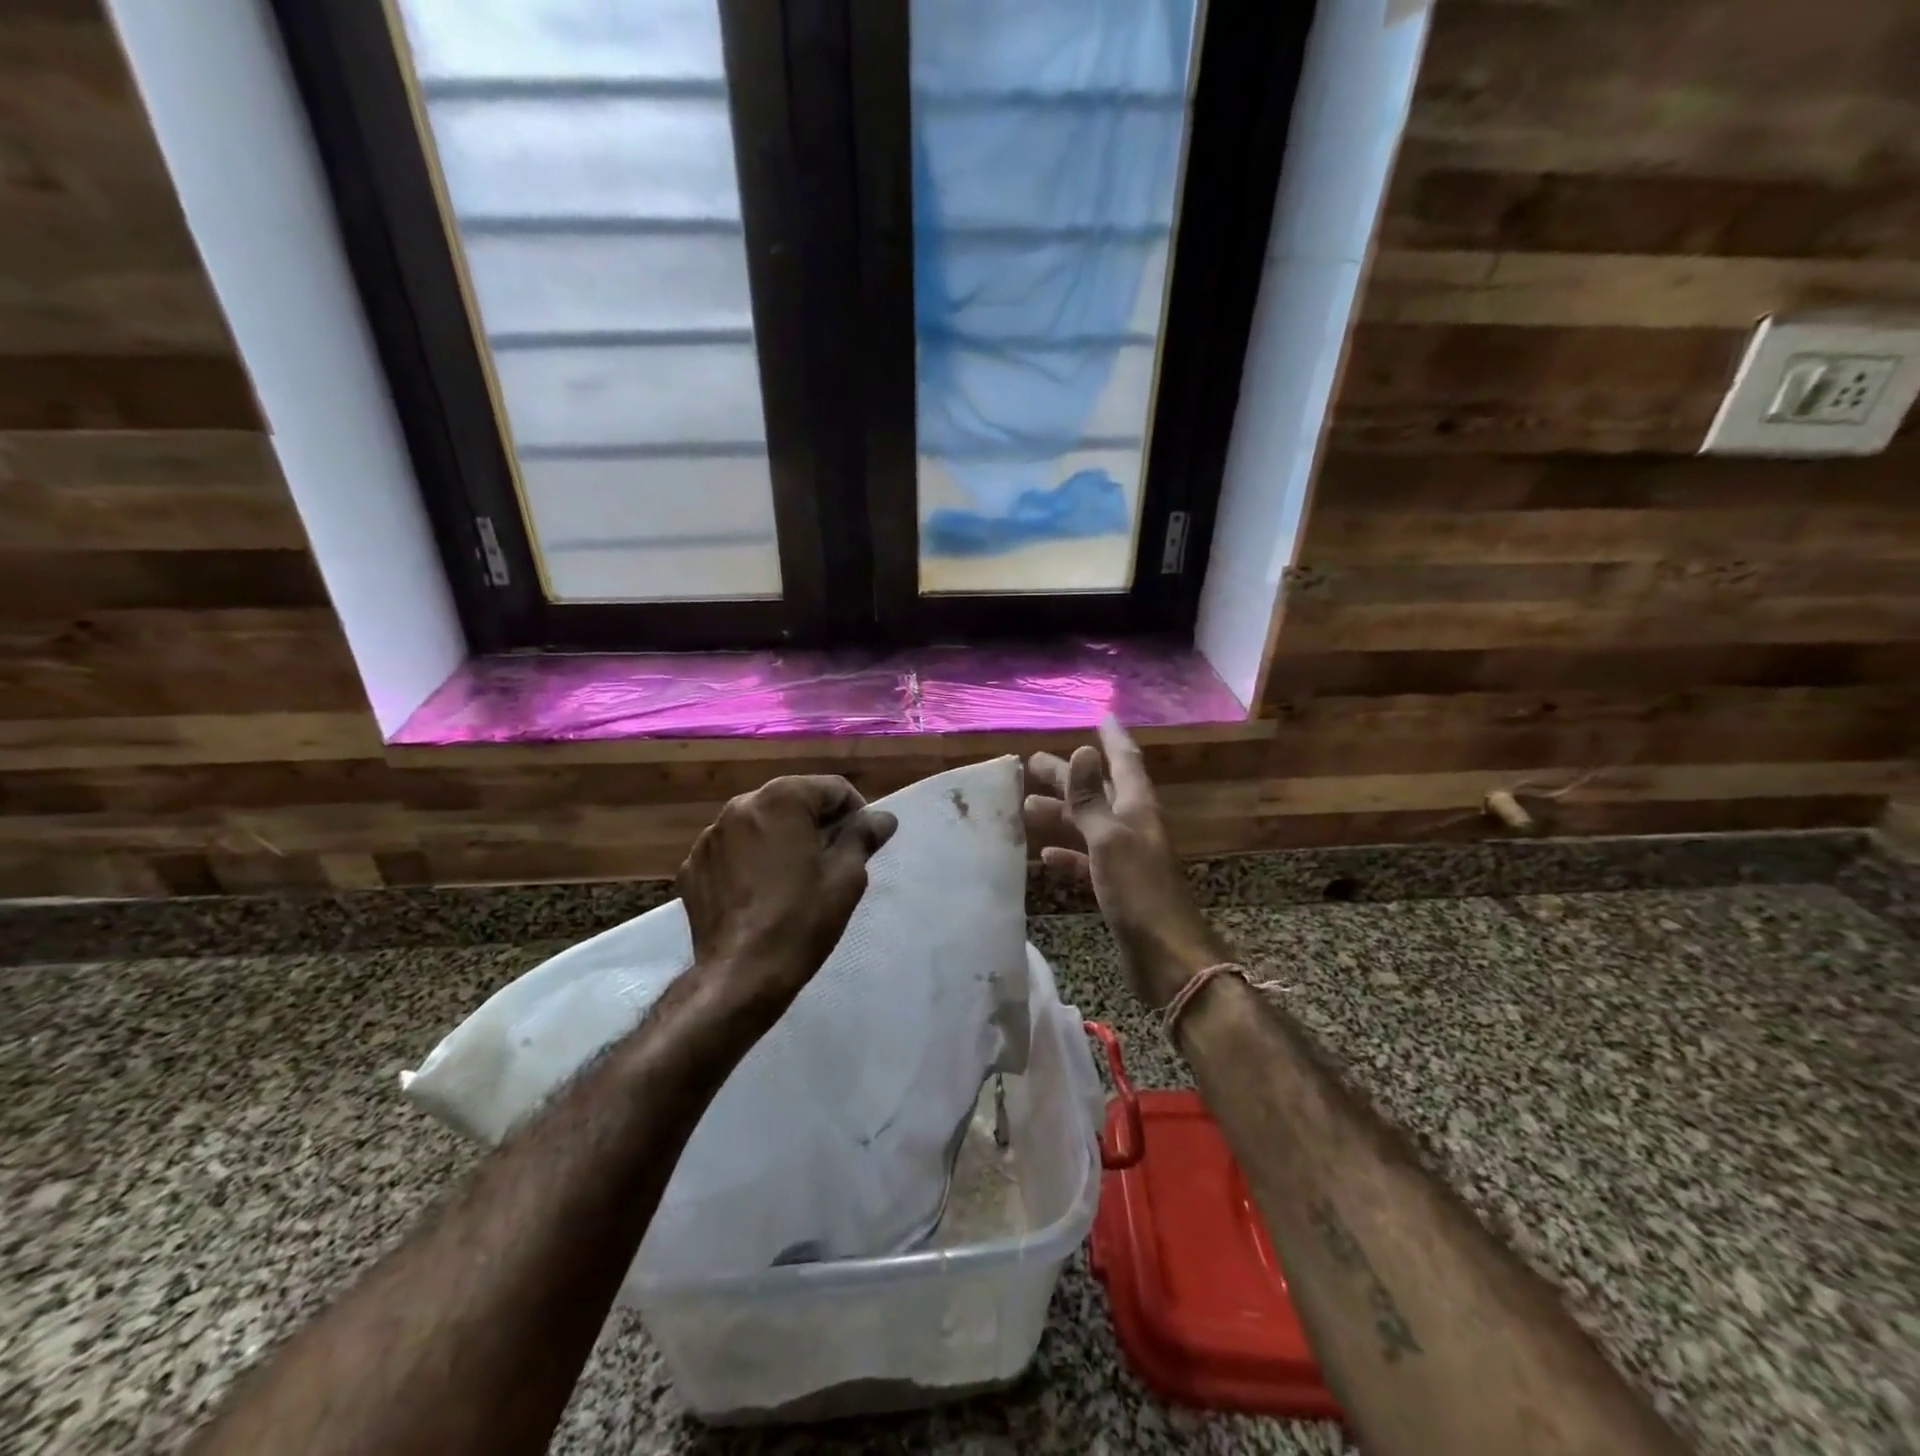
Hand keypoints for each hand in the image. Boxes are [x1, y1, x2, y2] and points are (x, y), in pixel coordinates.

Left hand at [678, 776, 897, 1022]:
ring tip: (793, 879)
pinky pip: (732, 850)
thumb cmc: (802, 919)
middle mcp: (741, 805)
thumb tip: (882, 817)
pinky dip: (749, 861)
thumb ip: (863, 836)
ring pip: (760, 825)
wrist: (741, 974)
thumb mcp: (847, 877)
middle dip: (815, 824)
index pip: (833, 788)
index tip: (862, 845)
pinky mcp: (692, 865)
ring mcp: (710, 836)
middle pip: (793, 801)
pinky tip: (760, 893)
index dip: (855, 814)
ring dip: (781, 840)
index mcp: (782, 798)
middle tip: (832, 861)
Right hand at [1025, 717, 1230, 1008]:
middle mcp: (1133, 826)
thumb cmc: (1138, 891)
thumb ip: (1092, 798)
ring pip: (1089, 824)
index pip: (1125, 761)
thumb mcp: (1109, 838)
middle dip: (1070, 775)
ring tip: (1026, 804)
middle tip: (1033, 762)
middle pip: (1099, 790)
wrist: (1166, 957)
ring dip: (1061, 812)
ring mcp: (1125, 857)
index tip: (1100, 715)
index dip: (1111, 738)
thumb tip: (1082, 751)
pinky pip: (1087, 859)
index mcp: (1138, 809)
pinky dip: (1067, 853)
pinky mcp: (1117, 886)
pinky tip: (1044, 854)